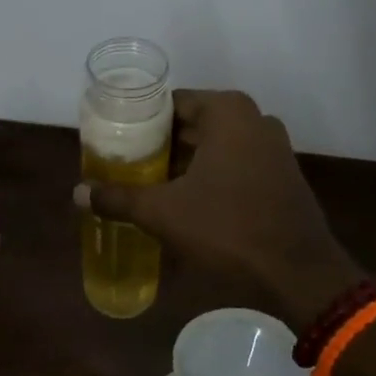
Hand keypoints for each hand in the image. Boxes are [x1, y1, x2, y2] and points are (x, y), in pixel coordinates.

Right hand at [74, 90, 359, 329]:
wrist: (298, 272)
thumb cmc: (227, 228)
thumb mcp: (163, 213)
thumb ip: (118, 198)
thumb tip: (77, 193)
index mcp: (227, 112)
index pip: (169, 103)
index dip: (139, 123)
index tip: (115, 142)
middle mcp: (254, 119)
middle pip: (191, 124)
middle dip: (159, 145)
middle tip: (125, 165)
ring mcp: (272, 146)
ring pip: (213, 146)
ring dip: (183, 163)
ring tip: (148, 184)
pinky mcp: (281, 173)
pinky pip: (234, 163)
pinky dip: (209, 175)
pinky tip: (185, 200)